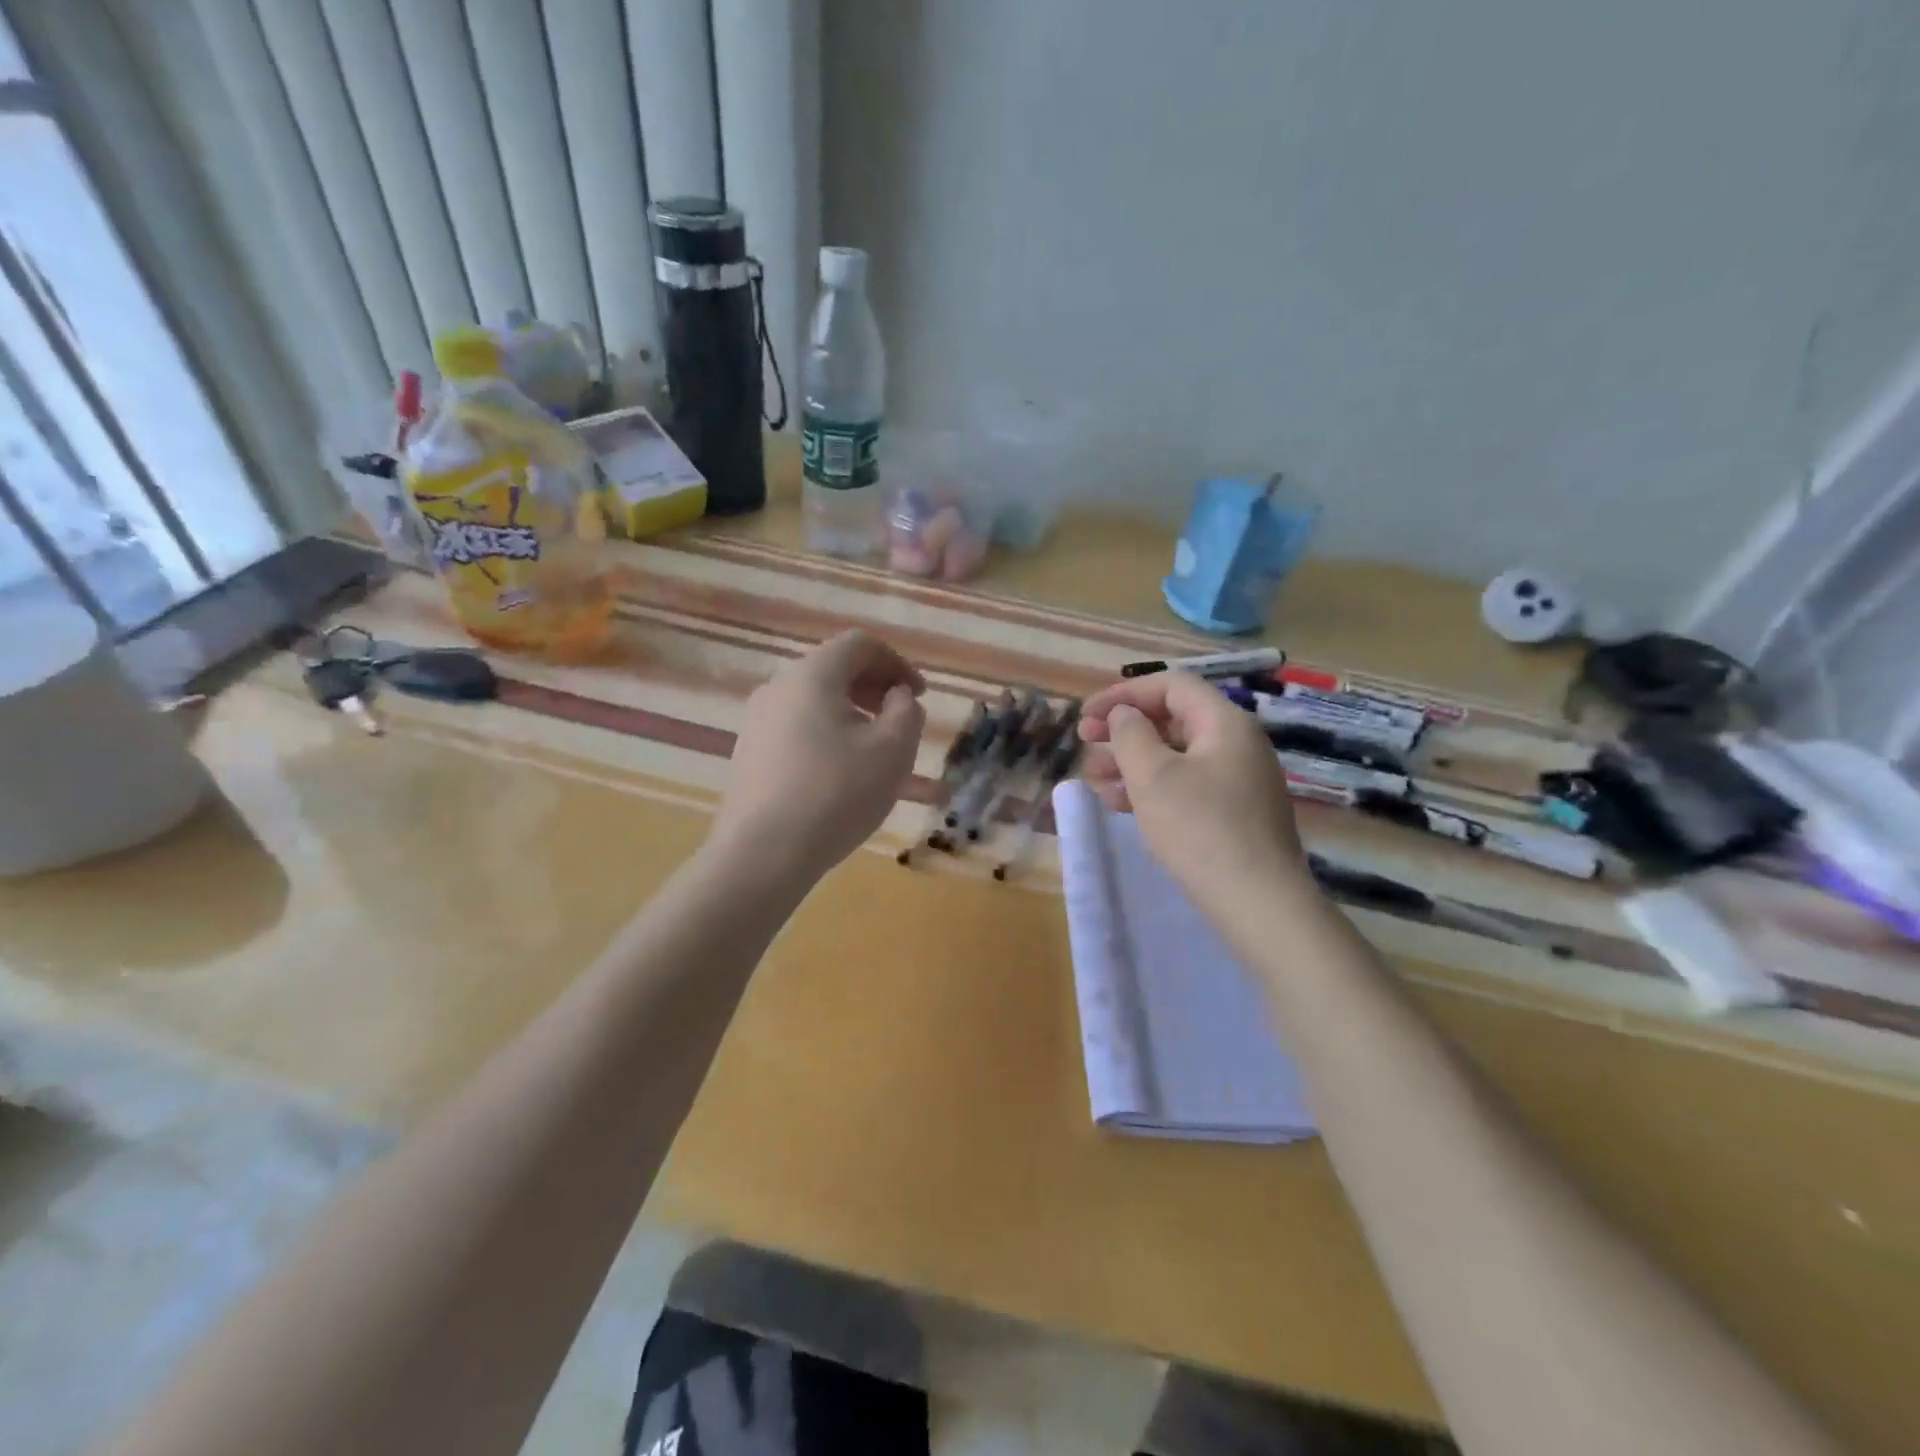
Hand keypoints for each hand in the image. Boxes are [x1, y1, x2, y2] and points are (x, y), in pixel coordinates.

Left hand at [709, 630, 926, 885]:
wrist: (763, 854)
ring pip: (817, 706)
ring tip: (877, 755)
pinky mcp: (750, 756)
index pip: (859, 645)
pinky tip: (844, 778)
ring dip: (854, 719)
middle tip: (902, 721)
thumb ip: (906, 711)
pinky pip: (799, 732)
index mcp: (812, 676)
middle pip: (835, 672)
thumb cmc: (836, 794)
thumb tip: (896, 697)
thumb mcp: (892, 750)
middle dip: (875, 690)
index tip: (919, 695)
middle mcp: (778, 688)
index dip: (897, 663)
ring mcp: (758, 723)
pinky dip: (829, 740)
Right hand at [1079, 671, 1308, 910]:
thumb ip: (1130, 734)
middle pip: (1172, 720)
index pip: (1171, 686)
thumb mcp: (1153, 775)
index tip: (1087, 715)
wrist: (1259, 903)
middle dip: (1123, 730)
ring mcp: (1239, 780)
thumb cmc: (1200, 829)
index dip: (1124, 693)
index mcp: (1225, 723)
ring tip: (1094, 782)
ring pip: (1175, 756)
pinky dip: (1152, 788)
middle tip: (1084, 743)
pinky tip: (1120, 805)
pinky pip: (1187, 785)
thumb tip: (1126, 715)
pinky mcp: (1235, 813)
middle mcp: (1237, 744)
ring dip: (1130, 763)